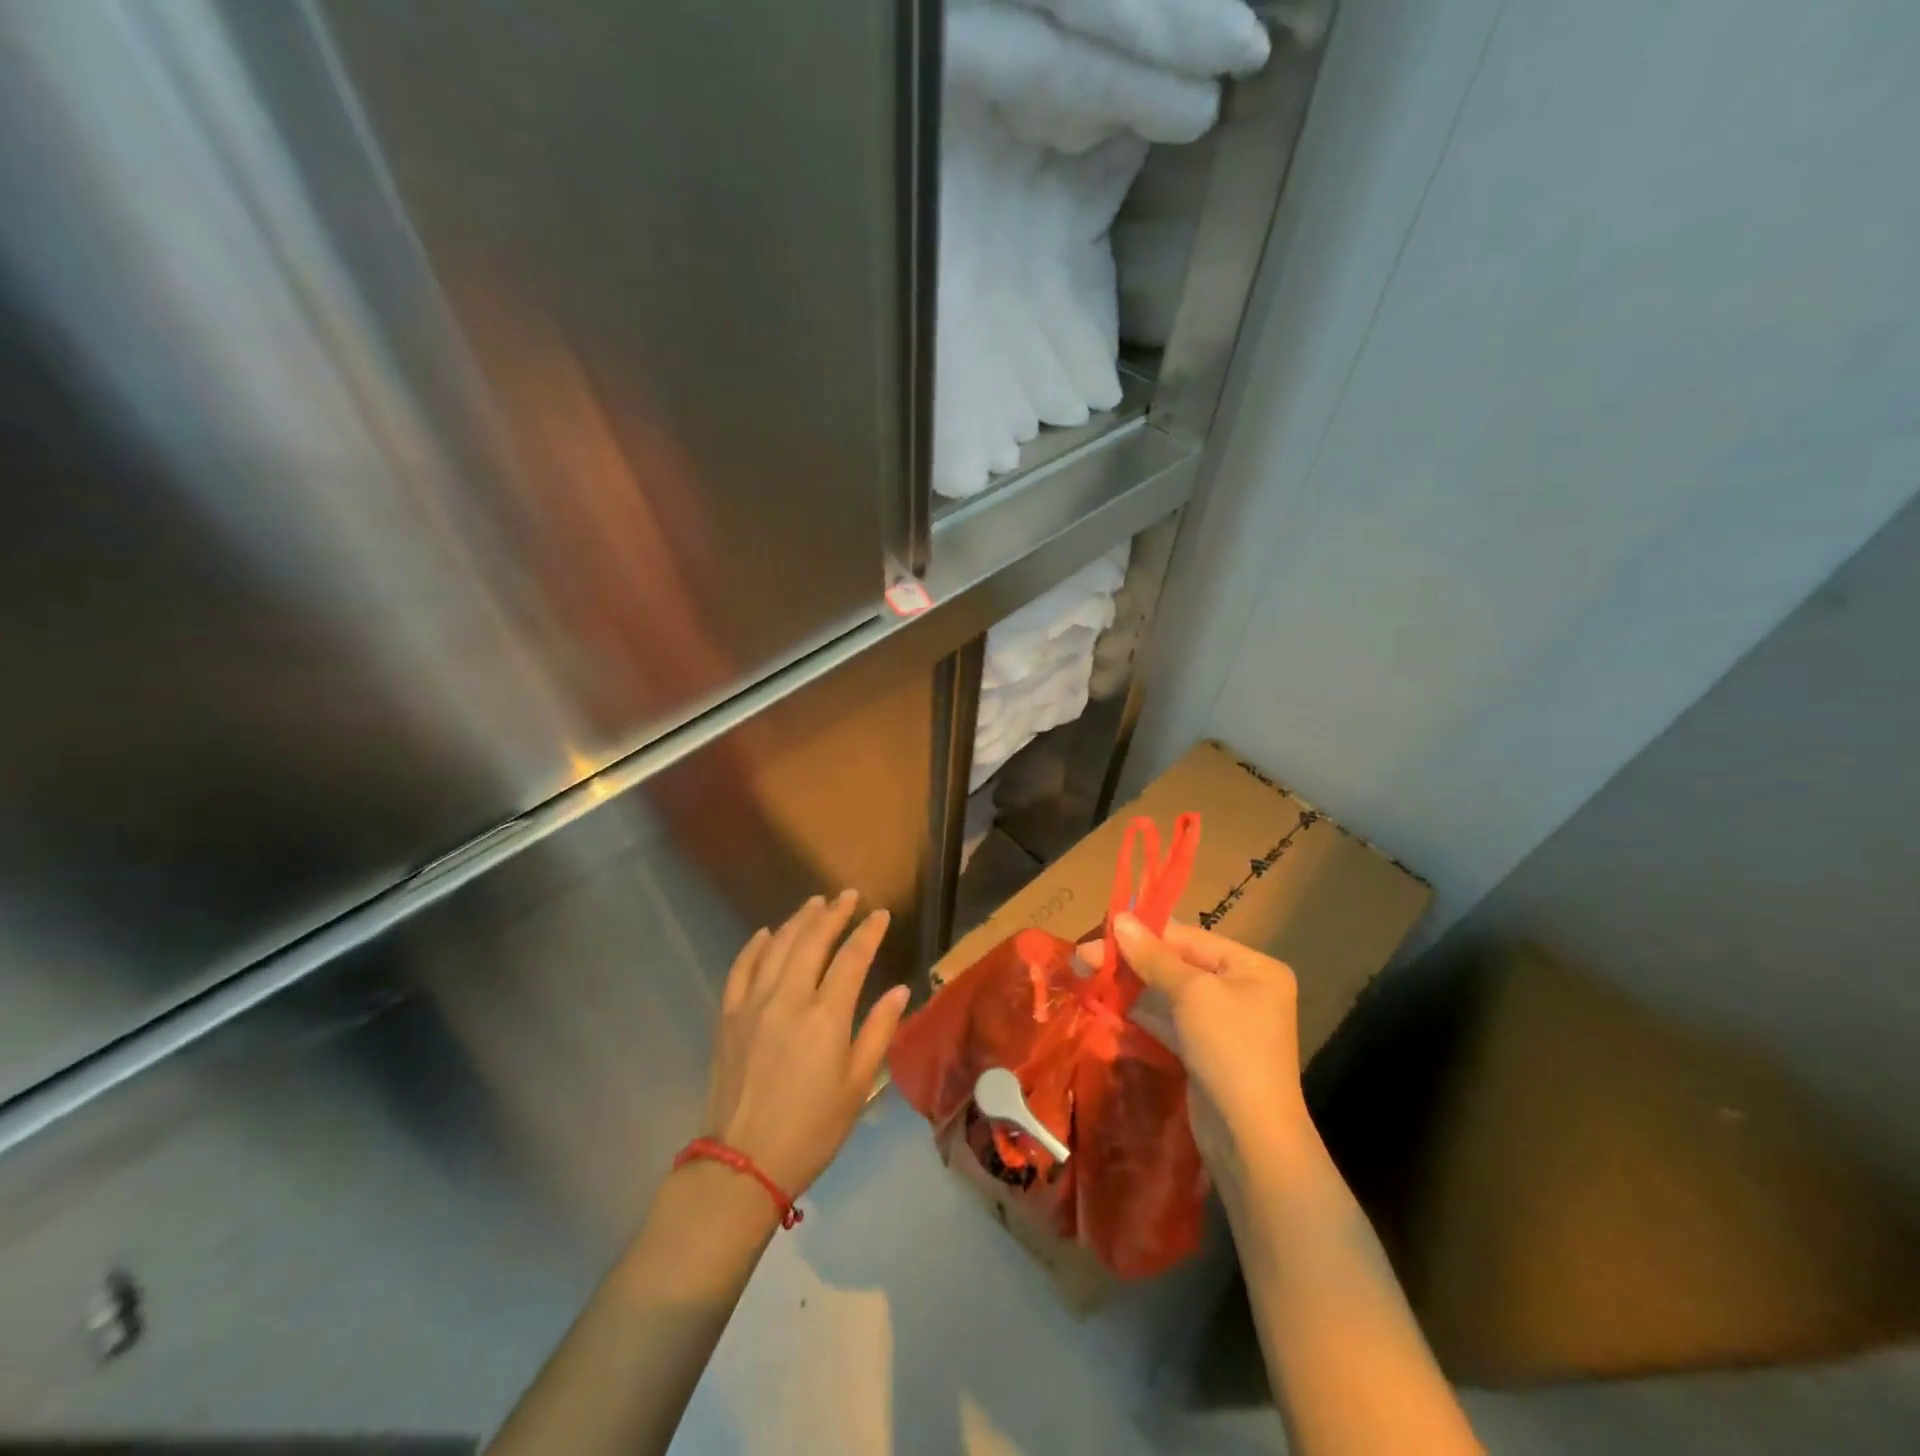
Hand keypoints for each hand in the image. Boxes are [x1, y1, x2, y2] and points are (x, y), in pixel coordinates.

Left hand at [704, 892, 908, 1195]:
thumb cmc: (812, 1128)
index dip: (869, 932)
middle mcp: (788, 999)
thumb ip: (878, 1031)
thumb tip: (900, 990)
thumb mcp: (857, 1085)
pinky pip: (741, 968)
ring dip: (798, 920)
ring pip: (777, 946)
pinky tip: (766, 933)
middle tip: (847, 895)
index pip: (852, 958)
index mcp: (825, 1017)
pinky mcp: (728, 1016)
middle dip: (833, 913)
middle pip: (812, 940)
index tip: (881, 914)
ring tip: (815, 903)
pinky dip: (755, 945)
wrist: (743, 1163)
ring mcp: (753, 1004)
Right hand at [1089, 915, 1309, 1173]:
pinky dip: (1141, 1011)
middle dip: (1132, 959)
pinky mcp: (1205, 1050)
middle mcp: (1242, 989)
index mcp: (1252, 967)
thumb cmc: (1229, 1049)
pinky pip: (1169, 1019)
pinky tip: (1107, 1002)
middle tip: (1084, 956)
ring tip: (1088, 974)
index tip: (1103, 926)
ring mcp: (1223, 1022)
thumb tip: (1120, 918)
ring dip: (1131, 984)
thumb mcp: (1191, 993)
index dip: (1145, 931)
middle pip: (1178, 962)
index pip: (1190, 937)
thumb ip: (1153, 956)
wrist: (1250, 1138)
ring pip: (1169, 992)